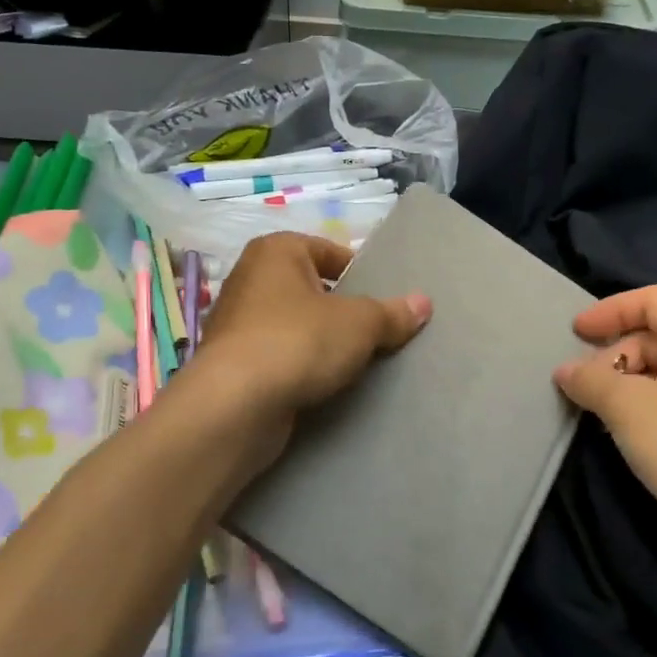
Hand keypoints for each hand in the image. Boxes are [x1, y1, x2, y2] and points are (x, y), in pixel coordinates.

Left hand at [193, 231, 430, 434]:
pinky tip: (324, 384)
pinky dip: (300, 366)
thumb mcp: (360, 323)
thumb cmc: (299, 341)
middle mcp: (250, 279)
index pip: (328, 251)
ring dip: (321, 341)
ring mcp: (237, 323)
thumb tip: (423, 303)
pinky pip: (279, 356)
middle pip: (311, 289)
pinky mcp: (233, 363)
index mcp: (276, 251)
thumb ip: (392, 313)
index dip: (359, 272)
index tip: (384, 300)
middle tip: (377, 332)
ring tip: (356, 362)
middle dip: (342, 310)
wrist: (235, 405)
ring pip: (295, 325)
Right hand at [551, 286, 656, 583]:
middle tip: (582, 384)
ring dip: (627, 382)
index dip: (610, 309)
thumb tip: (565, 370)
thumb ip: (591, 380)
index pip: (652, 299)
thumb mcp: (628, 408)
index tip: (575, 333)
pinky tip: (629, 434)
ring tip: (599, 411)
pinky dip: (648, 406)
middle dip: (614, 352)